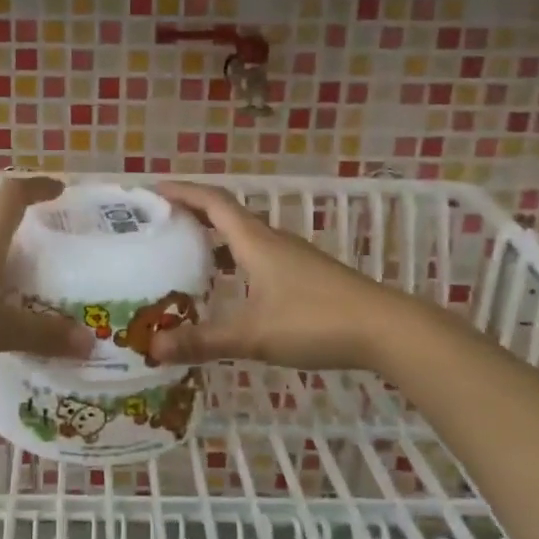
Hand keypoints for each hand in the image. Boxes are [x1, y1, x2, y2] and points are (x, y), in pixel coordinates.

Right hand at [147, 181, 394, 371]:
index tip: (153, 190)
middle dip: (193, 214)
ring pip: (246, 238)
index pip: (212, 202)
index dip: (182, 192)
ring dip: (216, 240)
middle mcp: (273, 241)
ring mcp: (294, 258)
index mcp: (255, 242)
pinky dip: (237, 262)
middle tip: (161, 225)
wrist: (386, 329)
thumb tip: (152, 348)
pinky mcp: (308, 276)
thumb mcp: (252, 335)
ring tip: (187, 256)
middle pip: (227, 215)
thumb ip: (202, 342)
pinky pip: (261, 257)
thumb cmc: (314, 321)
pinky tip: (232, 290)